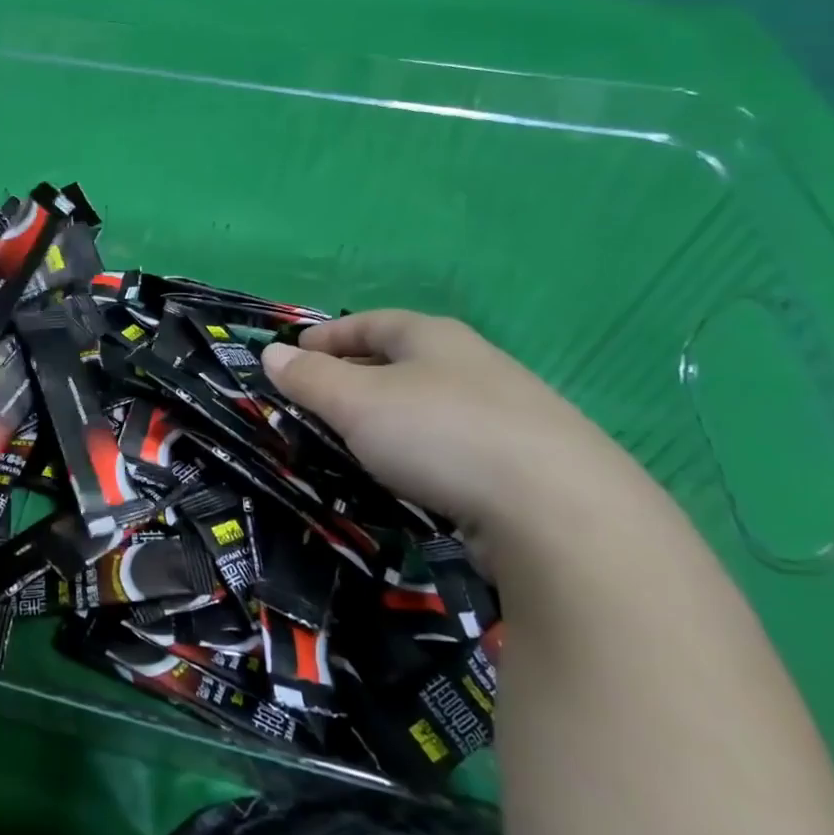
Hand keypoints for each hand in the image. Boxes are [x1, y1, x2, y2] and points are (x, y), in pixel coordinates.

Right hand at [262, 310, 665, 567]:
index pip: (371, 323)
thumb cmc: (440, 435)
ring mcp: (508, 413)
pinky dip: (423, 447)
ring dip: (392, 414)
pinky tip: (414, 474)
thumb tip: (272, 354)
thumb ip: (310, 379)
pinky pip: (456, 442)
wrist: (561, 511)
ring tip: (359, 438)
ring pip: (432, 402)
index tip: (297, 351)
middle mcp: (474, 364)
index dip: (330, 335)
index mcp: (434, 337)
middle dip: (359, 373)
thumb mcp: (356, 402)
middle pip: (404, 359)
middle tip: (321, 397)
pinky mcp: (527, 463)